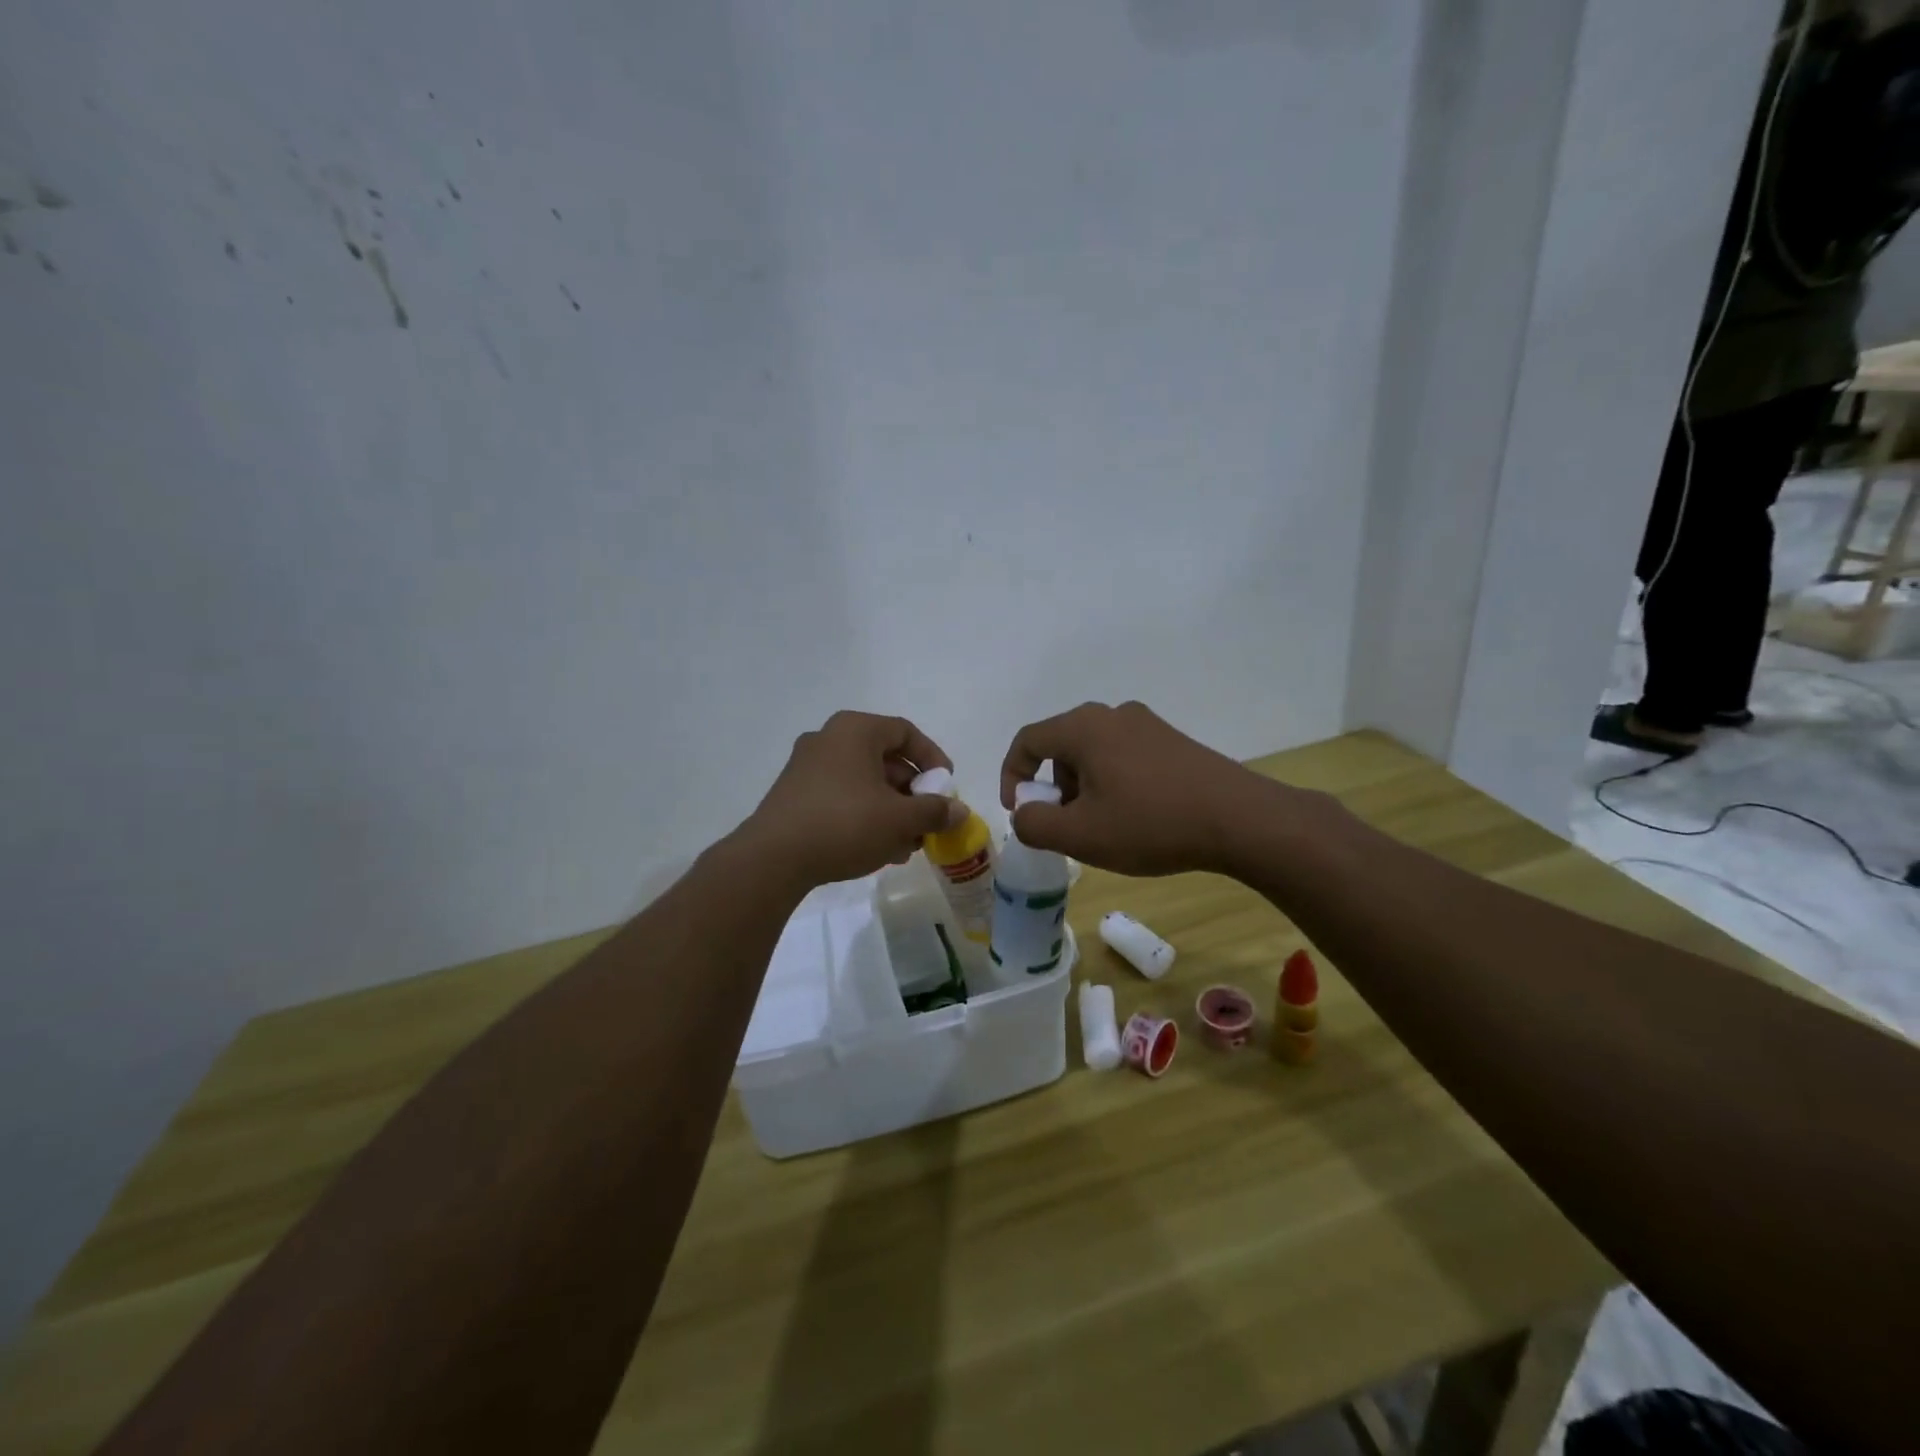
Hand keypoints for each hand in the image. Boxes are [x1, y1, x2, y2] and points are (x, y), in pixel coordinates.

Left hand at [739, 711, 964, 888]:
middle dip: (912, 793)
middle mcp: (829, 739)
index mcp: (855, 730)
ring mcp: (806, 767)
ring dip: (891, 810)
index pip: (905, 732)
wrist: (773, 858)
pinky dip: (865, 816)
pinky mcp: (794, 795)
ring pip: (863, 783)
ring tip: (907, 845)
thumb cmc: (845, 824)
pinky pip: (841, 797)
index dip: (932, 758)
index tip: (946, 786)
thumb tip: (959, 811)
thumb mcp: (900, 819)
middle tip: (928, 821)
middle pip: (884, 759)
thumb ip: (934, 811)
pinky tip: (878, 850)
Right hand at [999, 701, 1269, 875]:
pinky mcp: (1173, 741)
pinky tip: (1134, 817)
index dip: (1013, 775)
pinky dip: (1112, 783)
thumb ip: (1034, 824)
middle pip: (1061, 745)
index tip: (1021, 812)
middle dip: (1052, 786)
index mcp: (1084, 727)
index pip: (1027, 740)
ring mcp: (1148, 725)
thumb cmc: (1150, 823)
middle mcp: (1113, 715)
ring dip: (1083, 787)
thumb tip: (1025, 813)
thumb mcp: (1080, 835)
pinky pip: (1124, 756)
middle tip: (1062, 824)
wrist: (1239, 819)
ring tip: (1100, 826)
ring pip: (1094, 752)